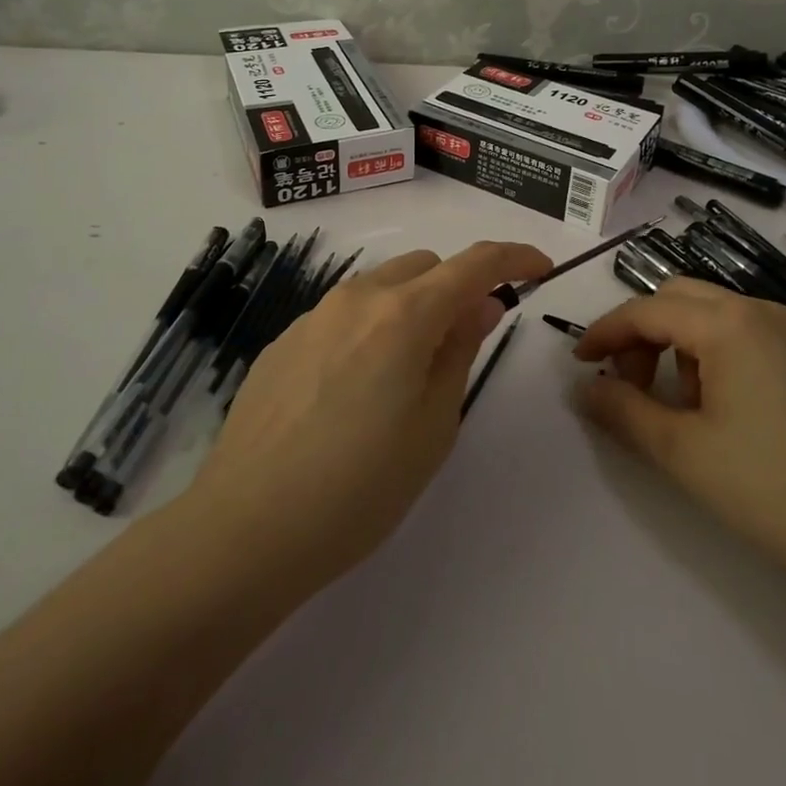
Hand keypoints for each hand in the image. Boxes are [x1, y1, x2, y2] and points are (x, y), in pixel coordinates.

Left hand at [188, 241, 551, 595]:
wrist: (245, 528)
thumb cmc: (359, 488)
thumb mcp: (434, 425)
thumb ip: (460, 350)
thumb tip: (480, 303)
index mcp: (404, 315)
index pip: (475, 263)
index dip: (515, 257)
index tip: (540, 269)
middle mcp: (358, 297)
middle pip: (426, 267)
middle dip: (457, 288)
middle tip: (463, 343)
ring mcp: (314, 315)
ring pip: (382, 285)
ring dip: (410, 306)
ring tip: (404, 374)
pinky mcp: (284, 340)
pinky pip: (343, 314)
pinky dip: (369, 328)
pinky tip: (351, 391)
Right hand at [572, 277, 785, 595]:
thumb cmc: (770, 487)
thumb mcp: (682, 451)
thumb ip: (623, 410)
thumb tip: (584, 388)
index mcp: (727, 323)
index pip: (647, 310)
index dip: (606, 332)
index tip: (579, 362)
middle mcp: (757, 311)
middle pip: (677, 299)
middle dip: (642, 333)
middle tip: (627, 383)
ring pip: (709, 314)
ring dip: (675, 343)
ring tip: (675, 404)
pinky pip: (739, 333)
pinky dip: (709, 353)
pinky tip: (716, 407)